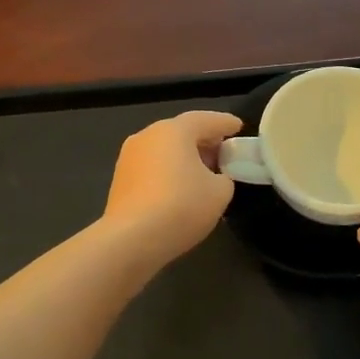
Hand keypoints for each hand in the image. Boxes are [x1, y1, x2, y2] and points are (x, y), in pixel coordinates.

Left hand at [102, 110, 242, 266]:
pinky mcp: (120, 180)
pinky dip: (168, 171)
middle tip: (223, 152)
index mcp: (174, 131)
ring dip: (185, 157)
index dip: (225, 123)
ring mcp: (129, 157)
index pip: (206, 120)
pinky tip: (180, 188)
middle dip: (204, 140)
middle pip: (182, 132)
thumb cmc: (182, 206)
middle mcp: (148, 135)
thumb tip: (215, 178)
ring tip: (203, 172)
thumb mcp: (220, 192)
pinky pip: (152, 167)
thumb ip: (224, 178)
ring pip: (164, 150)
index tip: (238, 127)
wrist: (131, 238)